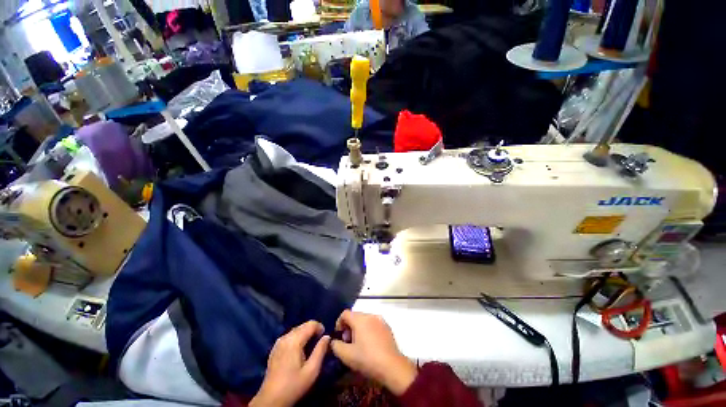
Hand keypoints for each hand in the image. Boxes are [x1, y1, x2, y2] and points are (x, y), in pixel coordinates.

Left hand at [250, 321, 330, 406]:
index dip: (320, 327)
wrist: (271, 400)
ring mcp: (279, 342)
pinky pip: (290, 336)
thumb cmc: (293, 385)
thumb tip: (327, 336)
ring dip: (305, 333)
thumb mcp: (311, 371)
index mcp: (294, 340)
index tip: (325, 337)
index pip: (311, 324)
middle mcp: (286, 337)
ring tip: (311, 346)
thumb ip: (320, 351)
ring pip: (296, 330)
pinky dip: (297, 337)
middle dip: (313, 330)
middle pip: (303, 325)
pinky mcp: (275, 348)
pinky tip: (299, 350)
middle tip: (319, 342)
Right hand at [330, 311, 417, 395]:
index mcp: (360, 319)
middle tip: (348, 341)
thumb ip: (336, 346)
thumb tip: (334, 341)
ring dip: (358, 328)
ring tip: (358, 343)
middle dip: (349, 326)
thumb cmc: (367, 359)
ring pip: (364, 319)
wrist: (391, 366)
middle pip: (355, 315)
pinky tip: (370, 344)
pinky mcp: (387, 326)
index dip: (339, 323)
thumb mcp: (347, 355)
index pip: (345, 313)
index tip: (339, 335)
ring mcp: (380, 320)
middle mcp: (370, 315)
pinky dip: (368, 329)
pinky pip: (373, 323)